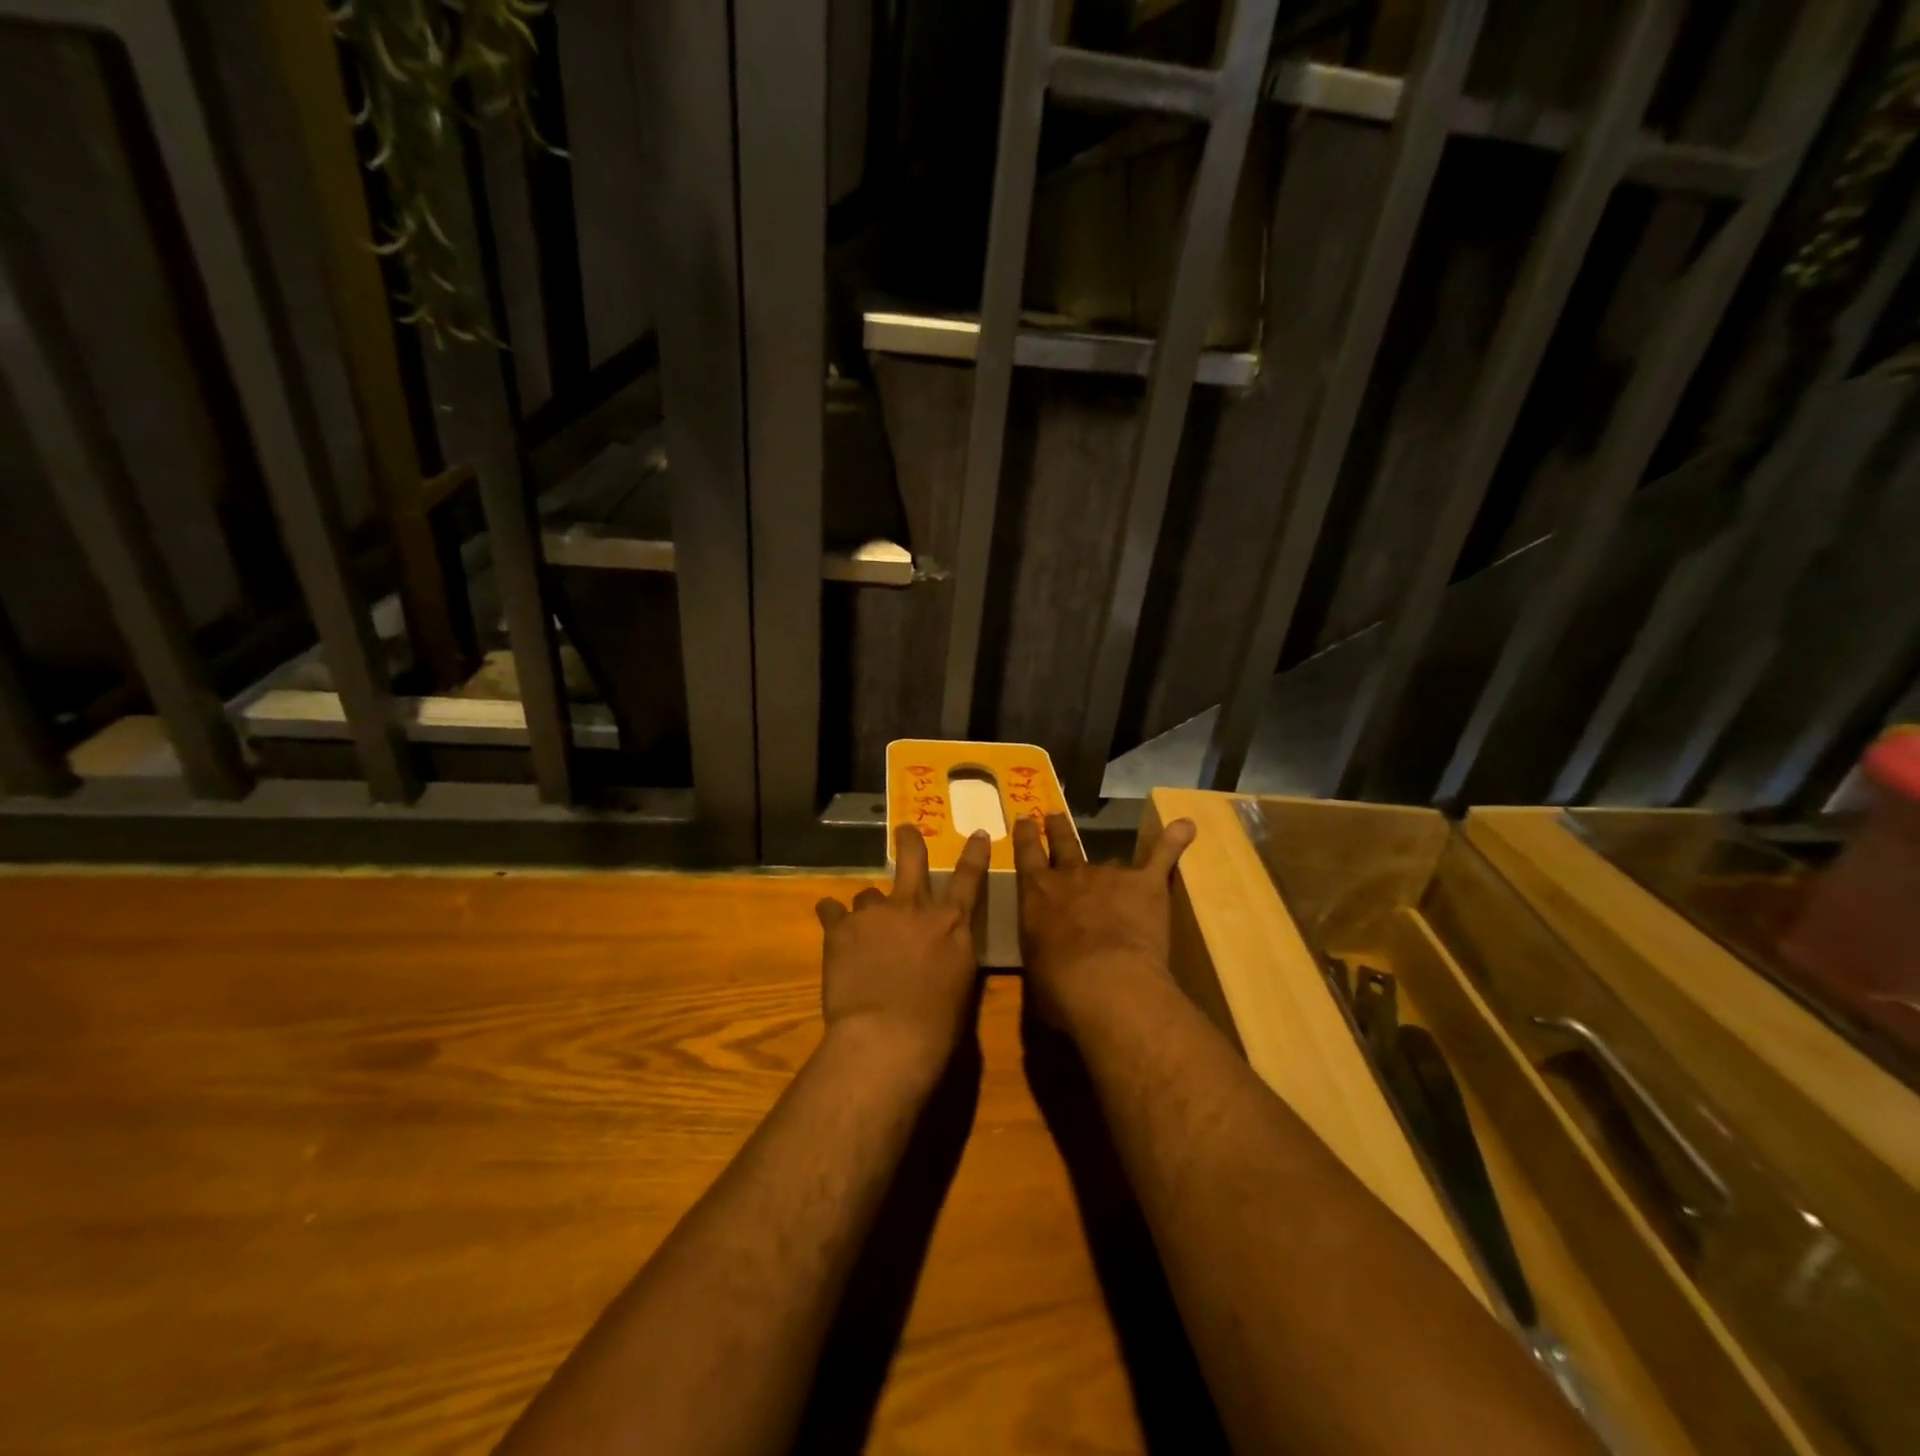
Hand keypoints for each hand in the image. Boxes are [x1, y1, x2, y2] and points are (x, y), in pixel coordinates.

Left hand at [815, 823, 992, 1064]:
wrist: (886, 1037)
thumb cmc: (936, 1025)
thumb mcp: (960, 984)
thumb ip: (952, 953)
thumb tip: (942, 947)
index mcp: (951, 924)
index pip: (969, 879)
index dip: (975, 854)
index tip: (979, 834)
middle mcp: (914, 908)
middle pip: (912, 860)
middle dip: (909, 842)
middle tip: (905, 830)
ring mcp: (875, 914)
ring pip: (868, 894)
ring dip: (868, 908)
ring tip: (862, 928)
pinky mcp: (840, 928)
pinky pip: (831, 910)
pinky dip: (832, 916)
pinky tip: (830, 925)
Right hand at [1013, 813, 1196, 1026]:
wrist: (1105, 982)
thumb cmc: (1058, 986)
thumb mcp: (1035, 965)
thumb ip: (1043, 947)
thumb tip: (1051, 954)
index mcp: (1037, 894)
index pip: (1027, 854)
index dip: (1027, 835)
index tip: (1026, 818)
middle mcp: (1070, 876)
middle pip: (1063, 843)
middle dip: (1058, 828)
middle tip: (1054, 815)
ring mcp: (1109, 876)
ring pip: (1111, 860)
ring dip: (1114, 867)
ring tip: (1121, 873)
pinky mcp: (1144, 884)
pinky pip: (1162, 857)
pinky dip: (1174, 841)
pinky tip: (1186, 827)